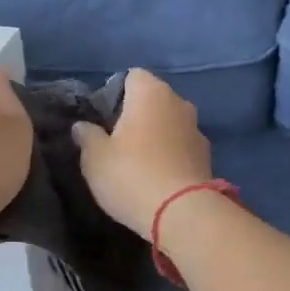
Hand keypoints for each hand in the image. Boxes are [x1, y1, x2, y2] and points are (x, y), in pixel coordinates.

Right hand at [70, 69, 213, 240]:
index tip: (102, 117)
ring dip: (155, 135)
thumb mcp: (95, 158)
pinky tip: (156, 176)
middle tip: (115, 140)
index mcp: (151, 93)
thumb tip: (82, 126)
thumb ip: (87, 136)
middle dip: (136, 114)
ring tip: (136, 161)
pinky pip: (181, 146)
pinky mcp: (207, 157)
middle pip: (153, 99)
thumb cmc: (132, 175)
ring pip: (169, 123)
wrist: (183, 214)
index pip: (132, 76)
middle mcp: (179, 103)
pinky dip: (169, 154)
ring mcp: (197, 129)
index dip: (115, 92)